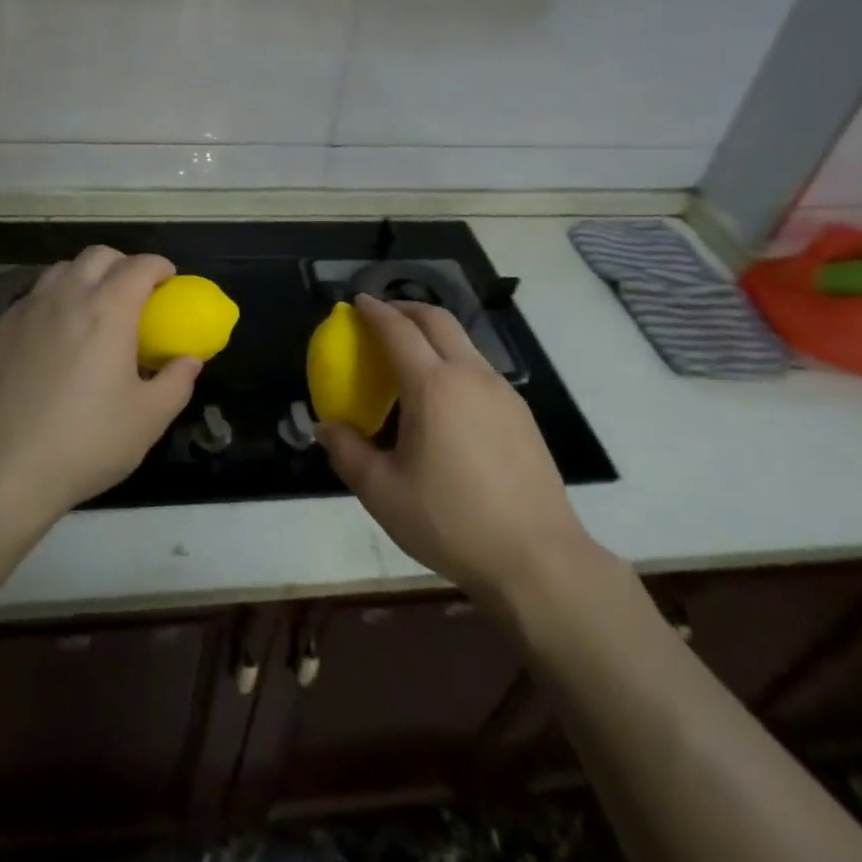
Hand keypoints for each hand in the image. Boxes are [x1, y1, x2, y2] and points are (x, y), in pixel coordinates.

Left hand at [0, 247, 199, 526]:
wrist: (1, 471)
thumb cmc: (86, 444)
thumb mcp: (148, 419)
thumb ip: (177, 382)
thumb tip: (188, 360)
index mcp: (108, 311)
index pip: (139, 266)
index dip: (159, 267)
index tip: (169, 280)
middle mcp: (65, 298)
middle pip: (97, 256)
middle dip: (122, 264)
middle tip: (134, 293)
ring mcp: (25, 312)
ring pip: (60, 271)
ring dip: (84, 277)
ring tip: (93, 310)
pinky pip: (31, 298)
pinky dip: (52, 302)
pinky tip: (54, 336)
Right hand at [316, 295, 606, 605]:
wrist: (537, 559)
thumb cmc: (451, 522)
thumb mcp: (383, 492)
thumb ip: (348, 452)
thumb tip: (325, 428)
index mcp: (433, 387)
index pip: (398, 330)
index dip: (374, 312)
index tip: (356, 303)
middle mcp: (470, 376)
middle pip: (437, 320)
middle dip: (406, 309)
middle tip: (381, 317)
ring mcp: (502, 392)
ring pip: (463, 342)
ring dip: (432, 334)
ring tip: (409, 356)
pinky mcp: (521, 413)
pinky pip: (480, 368)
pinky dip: (453, 360)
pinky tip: (444, 397)